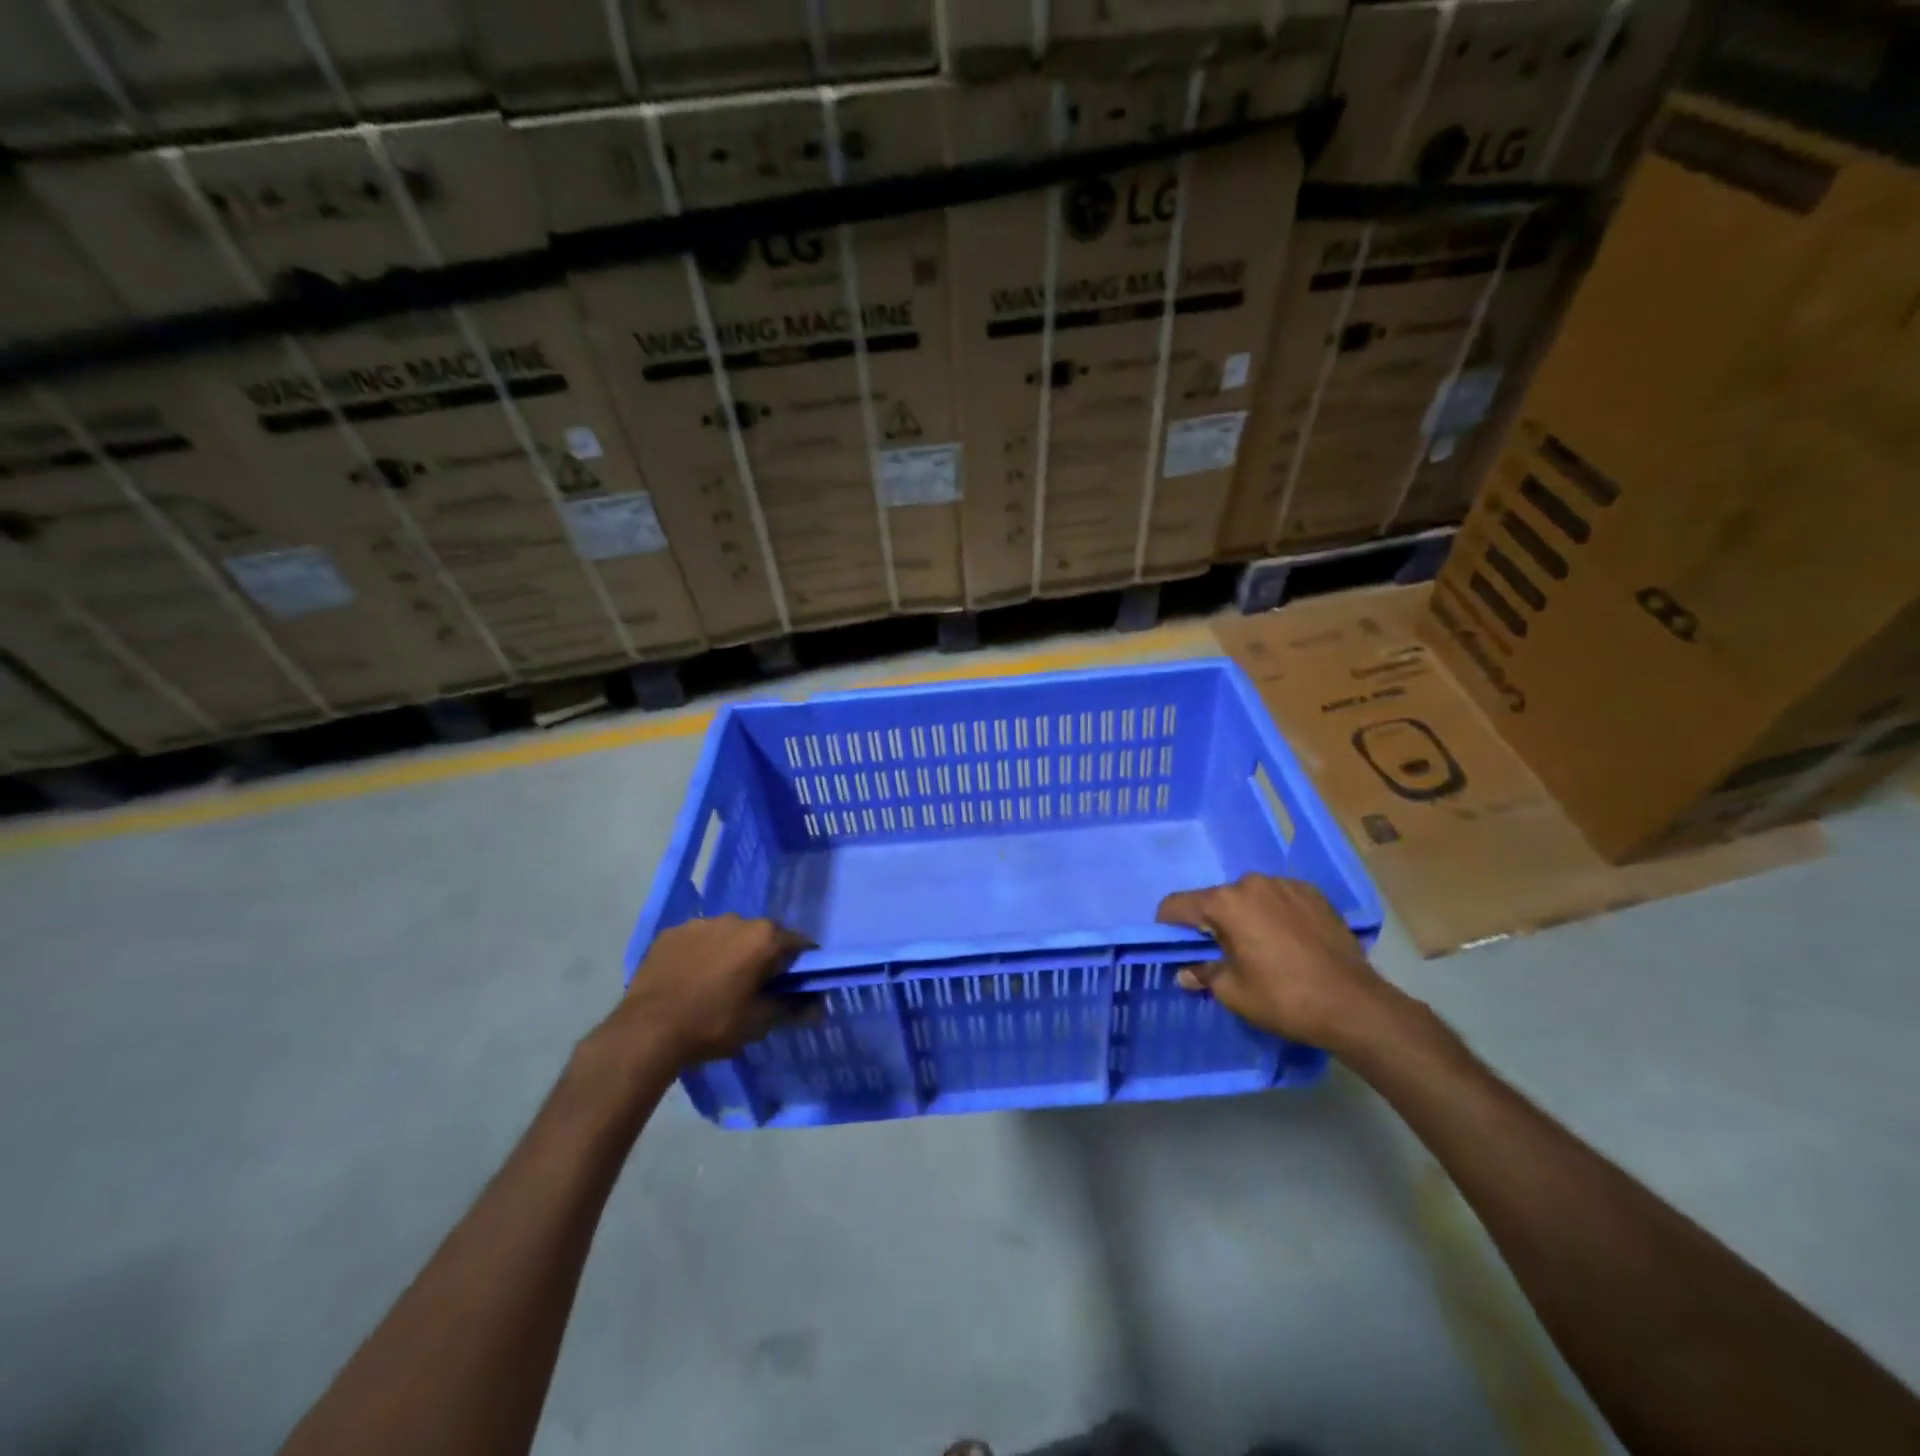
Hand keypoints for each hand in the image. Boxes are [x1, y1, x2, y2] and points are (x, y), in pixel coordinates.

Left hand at [599, 915, 810, 1070]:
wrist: (647, 1032)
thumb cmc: (713, 1025)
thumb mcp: (759, 1022)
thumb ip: (793, 1008)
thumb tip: (820, 1007)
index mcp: (763, 938)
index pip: (798, 943)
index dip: (801, 963)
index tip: (795, 984)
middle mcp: (736, 919)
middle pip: (762, 935)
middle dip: (764, 955)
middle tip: (755, 986)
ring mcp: (700, 922)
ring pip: (728, 934)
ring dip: (730, 951)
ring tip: (718, 983)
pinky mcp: (671, 932)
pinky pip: (697, 939)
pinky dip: (701, 953)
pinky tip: (690, 978)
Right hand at [1156, 874, 1401, 1052]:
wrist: (1354, 1005)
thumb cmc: (1284, 998)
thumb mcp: (1233, 992)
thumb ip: (1203, 974)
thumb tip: (1186, 972)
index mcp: (1226, 903)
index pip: (1178, 904)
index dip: (1168, 924)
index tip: (1173, 945)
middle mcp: (1253, 883)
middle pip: (1216, 899)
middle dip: (1212, 923)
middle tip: (1222, 954)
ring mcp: (1287, 885)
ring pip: (1250, 897)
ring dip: (1245, 917)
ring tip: (1260, 949)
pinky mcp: (1314, 894)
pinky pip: (1279, 899)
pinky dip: (1275, 915)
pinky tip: (1288, 943)